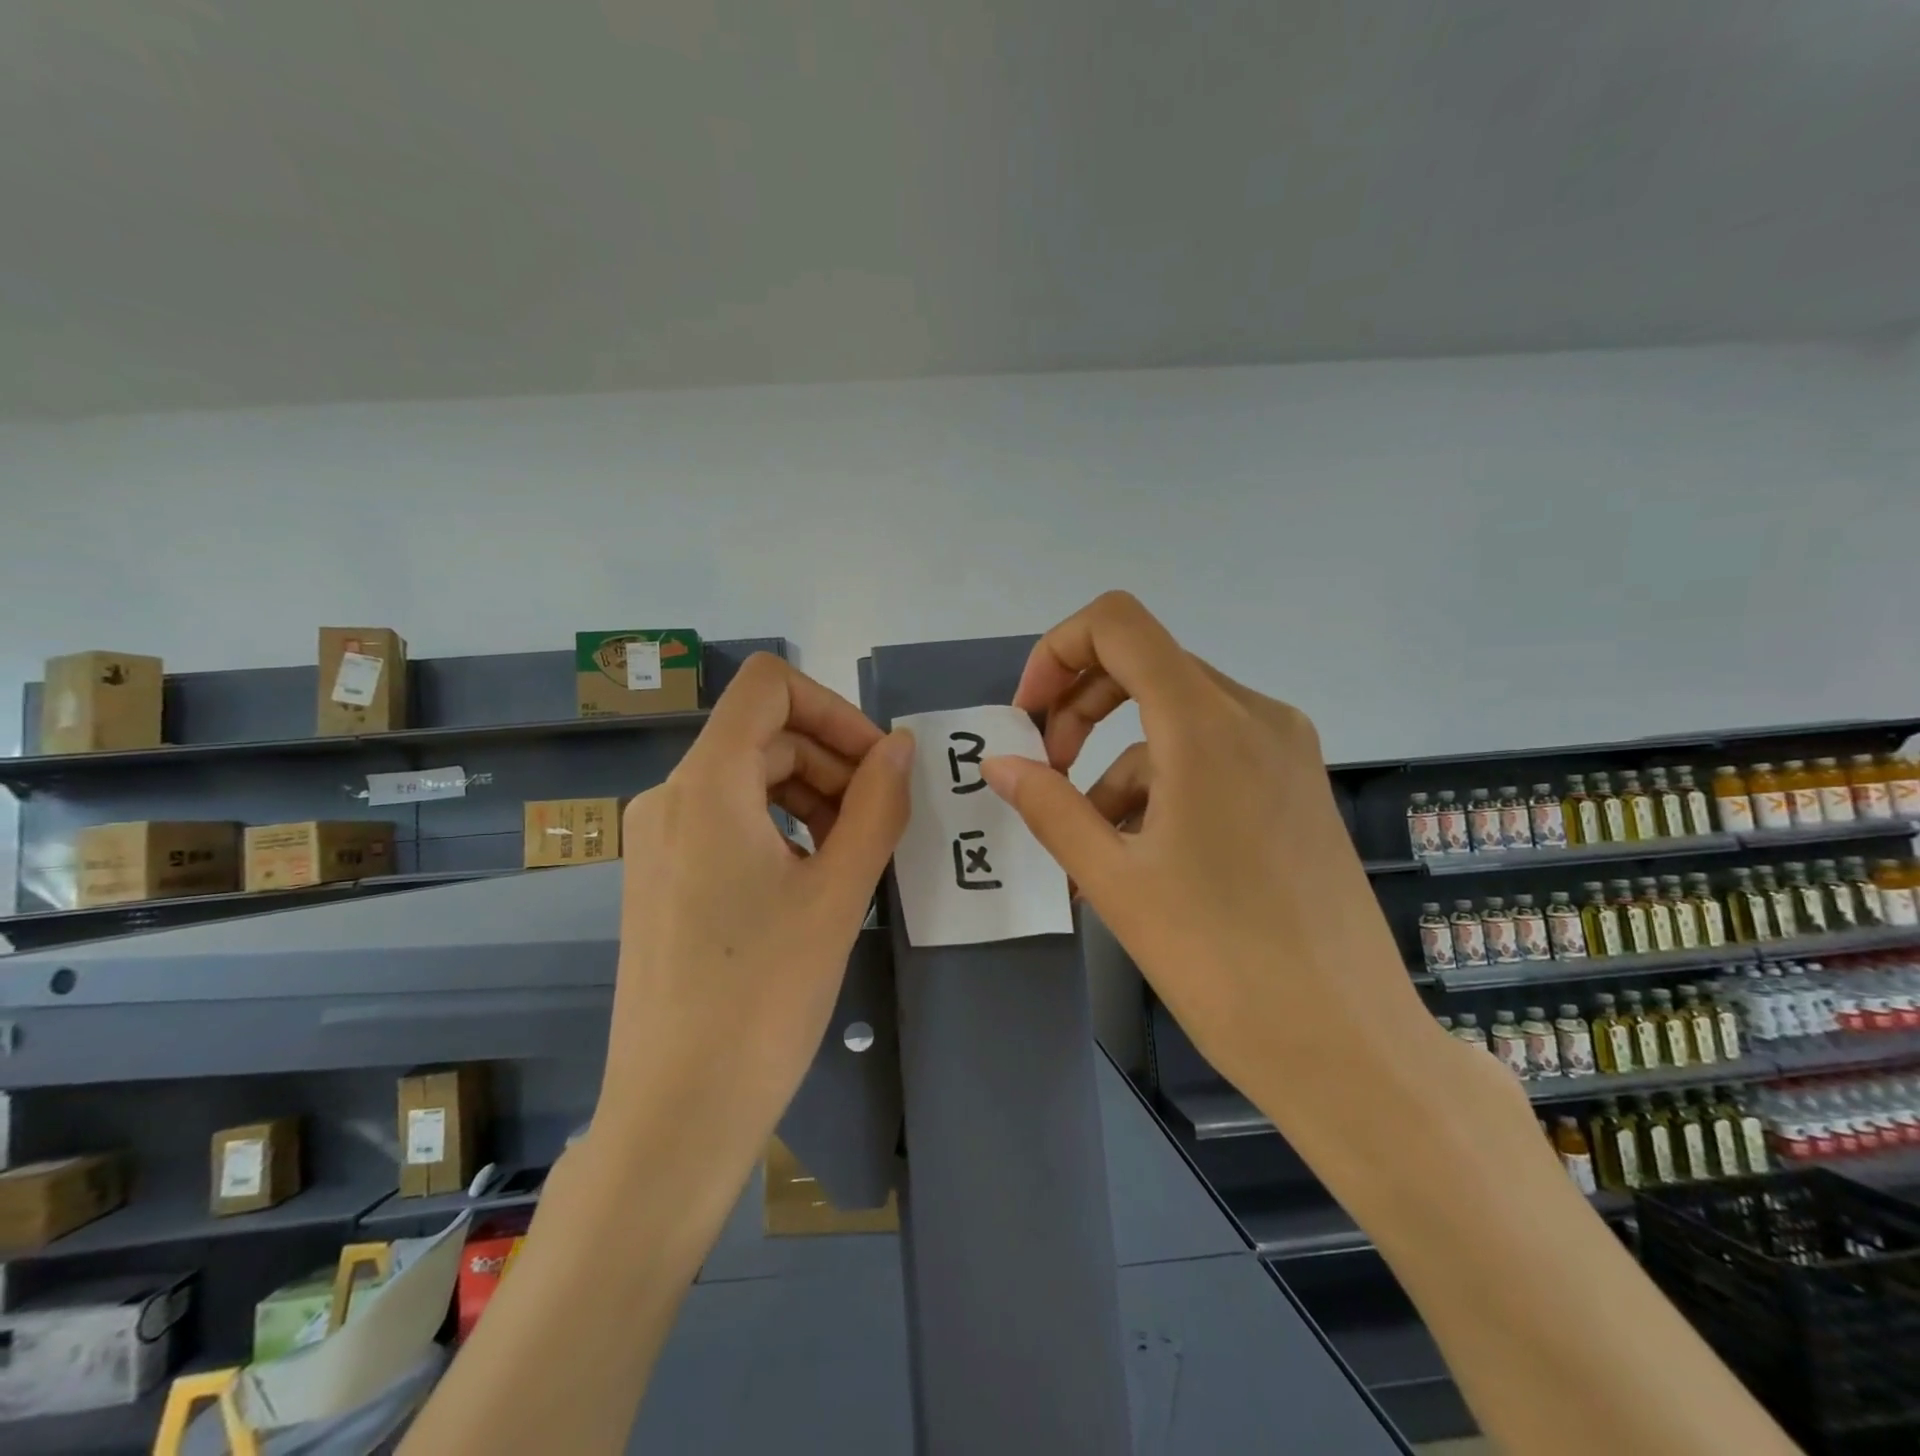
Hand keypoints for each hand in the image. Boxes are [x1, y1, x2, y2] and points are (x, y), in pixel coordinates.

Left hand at [596, 654, 912, 1171]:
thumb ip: (877, 806)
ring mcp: (658, 839)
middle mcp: (670, 797)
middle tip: (883, 821)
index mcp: (705, 786)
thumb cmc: (763, 999)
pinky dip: (780, 827)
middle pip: (764, 736)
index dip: (834, 707)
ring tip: (855, 854)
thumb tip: (901, 747)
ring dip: (812, 796)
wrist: (676, 1114)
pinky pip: (729, 820)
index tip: (879, 763)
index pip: (768, 685)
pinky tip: (813, 878)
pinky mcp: (660, 877)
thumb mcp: (838, 894)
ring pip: (748, 779)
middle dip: (833, 763)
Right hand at [980, 592, 1468, 1155]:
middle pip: (1145, 667)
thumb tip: (1000, 764)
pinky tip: (1141, 855)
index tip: (1029, 717)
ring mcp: (1285, 751)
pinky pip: (1210, 756)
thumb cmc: (1221, 961)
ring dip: (1117, 763)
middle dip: (1080, 709)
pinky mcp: (1296, 787)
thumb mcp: (1114, 880)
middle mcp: (1255, 716)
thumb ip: (1050, 807)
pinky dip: (1161, 785)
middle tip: (1046, 773)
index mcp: (1207, 724)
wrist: (1348, 1047)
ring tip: (1089, 842)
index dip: (1057, 652)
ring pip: (1174, 720)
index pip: (1118, 625)